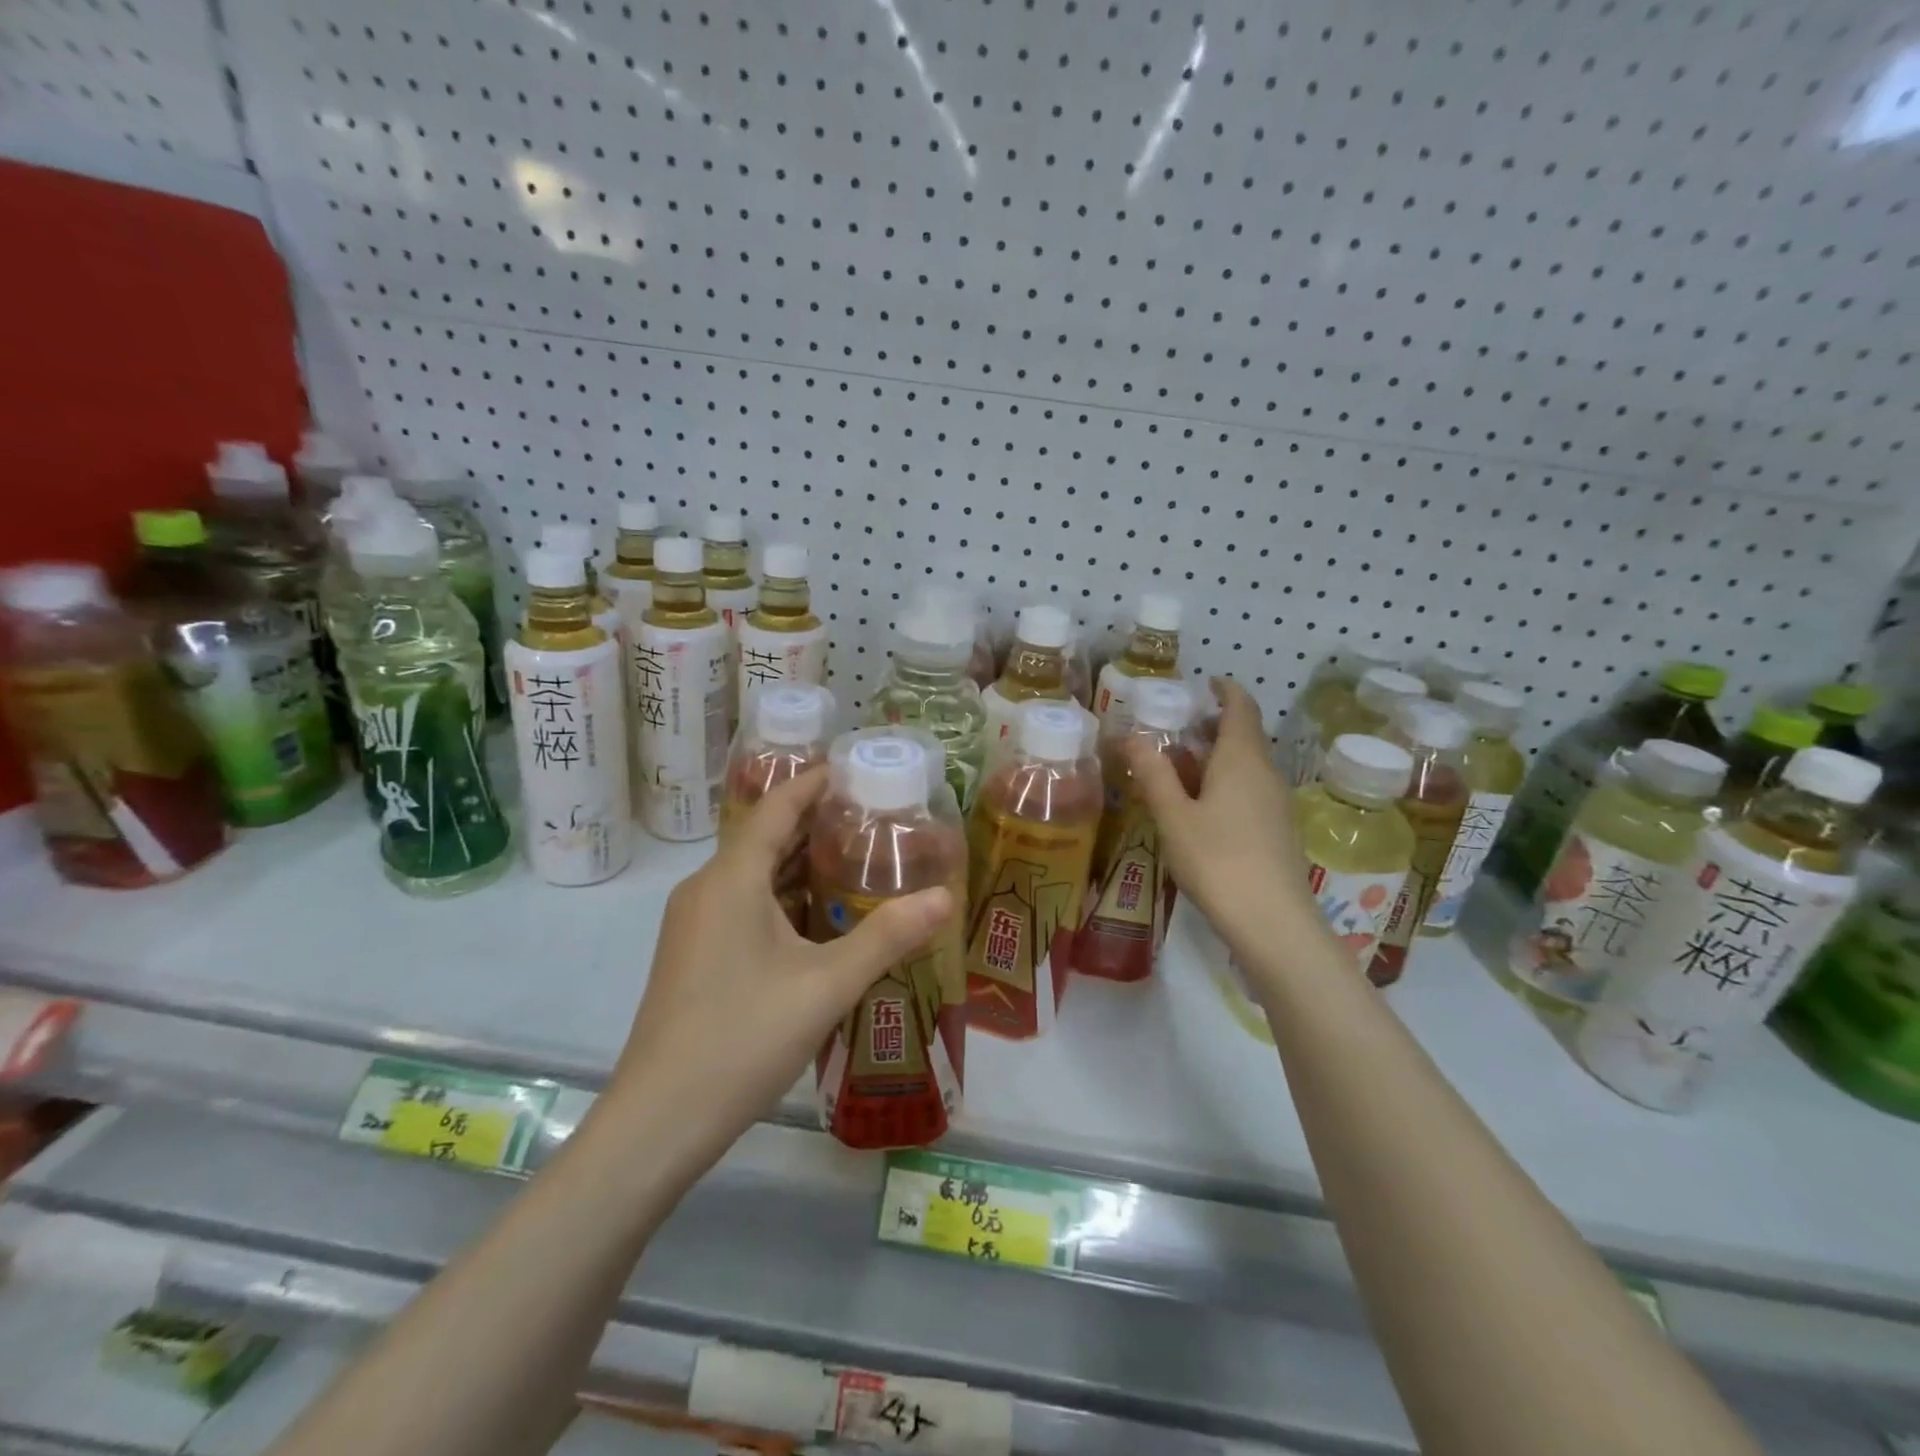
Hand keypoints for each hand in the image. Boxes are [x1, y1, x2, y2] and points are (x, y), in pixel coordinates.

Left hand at [607, 769, 951, 1168]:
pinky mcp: (693, 954)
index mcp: (731, 880)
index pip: (775, 808)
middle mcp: (706, 889)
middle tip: (871, 815)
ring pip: (752, 874)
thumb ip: (887, 937)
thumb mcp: (826, 985)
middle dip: (813, 821)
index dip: (812, 783)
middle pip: (763, 837)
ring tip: (853, 856)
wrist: (659, 1120)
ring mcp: (694, 924)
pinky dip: (781, 894)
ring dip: (798, 861)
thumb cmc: (743, 1038)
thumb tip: (945, 896)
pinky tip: (817, 916)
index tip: (852, 769)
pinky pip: (742, 903)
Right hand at [1127, 677, 1314, 949]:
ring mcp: (1276, 801)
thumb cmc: (1217, 859)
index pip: (1241, 706)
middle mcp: (1266, 772)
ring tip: (1177, 766)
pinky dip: (1225, 780)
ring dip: (1216, 756)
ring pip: (1246, 763)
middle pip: (1243, 734)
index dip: (1224, 690)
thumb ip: (1153, 773)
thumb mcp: (1173, 815)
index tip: (1202, 684)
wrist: (1271, 920)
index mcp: (1241, 758)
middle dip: (1210, 725)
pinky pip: (1250, 788)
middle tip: (1173, 728)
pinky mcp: (1278, 827)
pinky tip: (1200, 806)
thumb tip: (1133, 736)